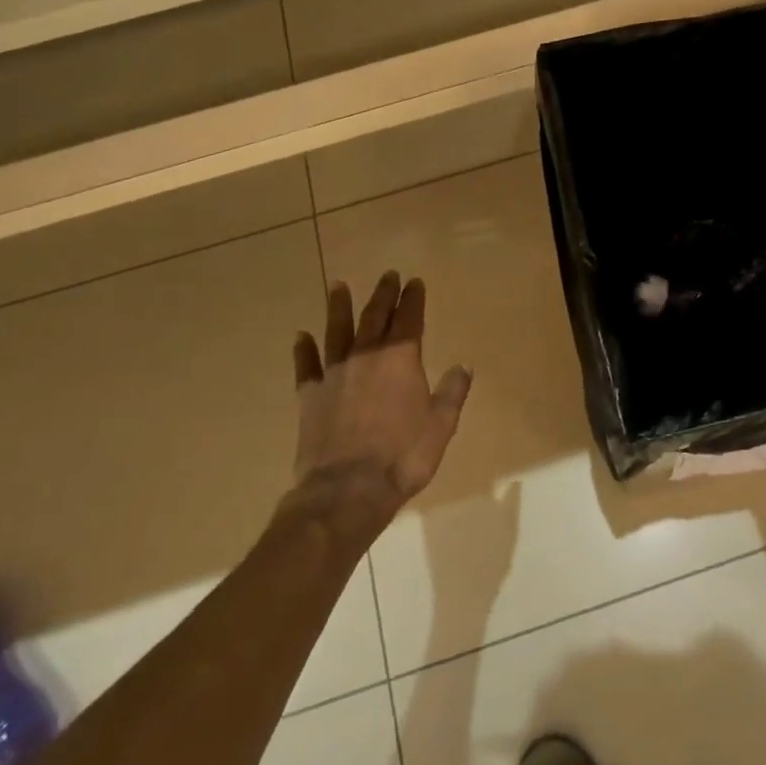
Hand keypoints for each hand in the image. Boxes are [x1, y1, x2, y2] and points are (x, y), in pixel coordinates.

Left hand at [290, 271, 472, 522]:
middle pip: (375, 317)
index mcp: (401, 359)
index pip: (409, 319)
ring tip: (338, 286)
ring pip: (337, 331)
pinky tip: (301, 336)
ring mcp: (334, 374)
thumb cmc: (403, 456)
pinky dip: (304, 349)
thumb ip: (452, 391)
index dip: (413, 299)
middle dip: (383, 294)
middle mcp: (366, 356)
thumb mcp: (441, 425)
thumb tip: (464, 365)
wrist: (348, 489)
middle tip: (387, 275)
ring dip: (339, 307)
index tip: (414, 282)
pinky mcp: (309, 395)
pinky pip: (306, 365)